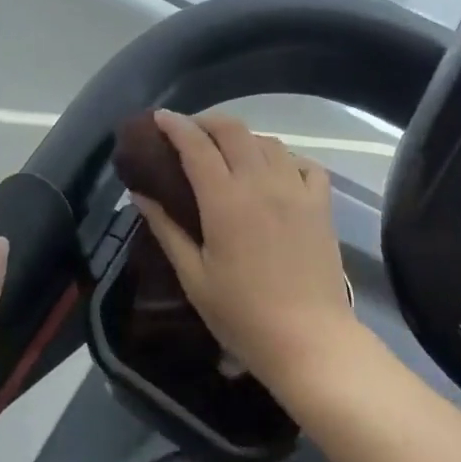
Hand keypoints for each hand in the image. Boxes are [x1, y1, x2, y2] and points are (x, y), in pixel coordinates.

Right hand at [133, 111, 359, 394]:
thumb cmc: (243, 316)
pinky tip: (276, 172)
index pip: (196, 145)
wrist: (310, 343)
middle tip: (191, 132)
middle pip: (233, 130)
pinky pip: (305, 164)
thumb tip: (140, 194)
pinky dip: (286, 159)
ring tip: (230, 152)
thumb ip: (166, 228)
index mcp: (225, 200)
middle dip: (207, 122)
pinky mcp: (320, 204)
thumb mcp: (194, 276)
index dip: (176, 126)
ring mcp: (295, 190)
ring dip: (243, 138)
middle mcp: (261, 183)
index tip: (160, 118)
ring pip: (268, 141)